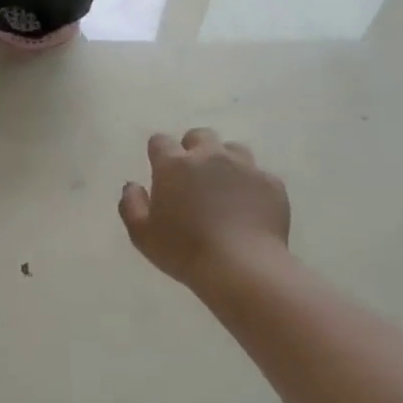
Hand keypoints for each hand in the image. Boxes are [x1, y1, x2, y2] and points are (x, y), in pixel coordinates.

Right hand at [119, 128, 289, 287]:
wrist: (241, 266)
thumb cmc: (183, 250)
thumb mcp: (141, 234)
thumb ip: (130, 204)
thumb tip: (133, 186)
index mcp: (174, 165)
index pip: (160, 141)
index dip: (158, 152)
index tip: (159, 170)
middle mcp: (210, 156)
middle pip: (200, 136)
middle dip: (192, 149)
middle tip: (191, 177)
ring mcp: (245, 166)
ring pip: (233, 149)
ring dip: (224, 161)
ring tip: (222, 188)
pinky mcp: (271, 183)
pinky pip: (258, 174)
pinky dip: (249, 185)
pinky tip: (246, 207)